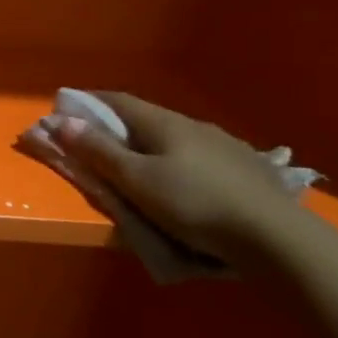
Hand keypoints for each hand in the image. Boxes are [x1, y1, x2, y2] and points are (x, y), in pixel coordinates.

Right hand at [53, 93, 304, 265]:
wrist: (276, 237)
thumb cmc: (193, 204)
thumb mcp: (136, 181)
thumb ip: (99, 151)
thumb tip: (61, 121)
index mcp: (164, 123)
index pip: (117, 100)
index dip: (88, 102)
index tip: (65, 110)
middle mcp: (194, 125)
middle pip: (146, 118)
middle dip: (116, 127)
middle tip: (95, 144)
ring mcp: (225, 146)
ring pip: (174, 138)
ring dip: (149, 145)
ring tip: (137, 166)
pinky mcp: (246, 169)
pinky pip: (199, 157)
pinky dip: (177, 162)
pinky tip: (183, 181)